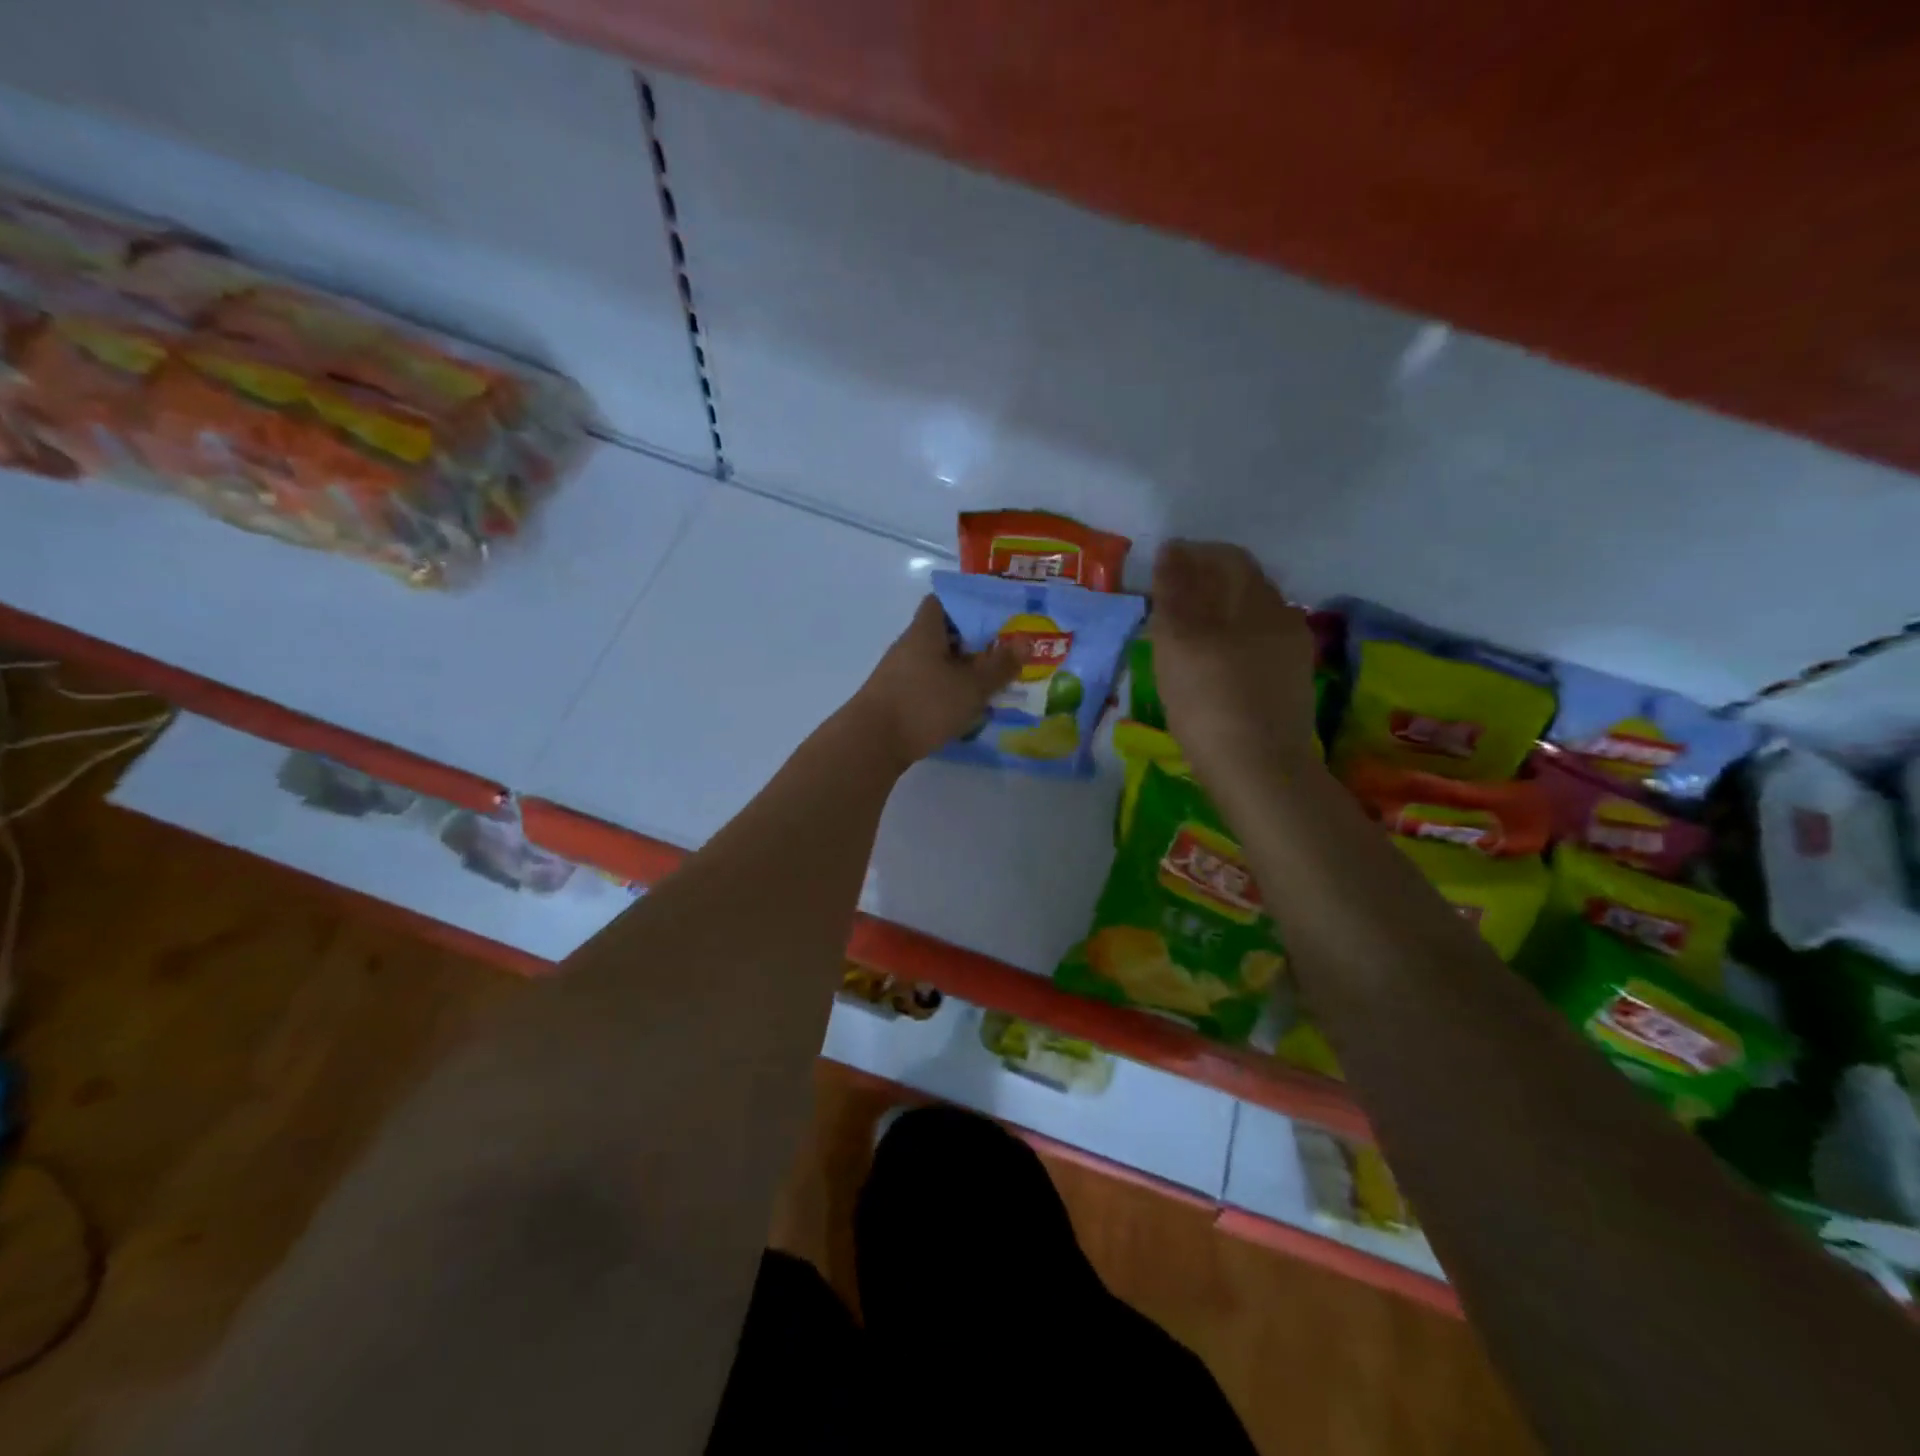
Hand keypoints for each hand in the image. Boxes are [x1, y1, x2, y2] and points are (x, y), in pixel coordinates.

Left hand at [846, 595, 1024, 772]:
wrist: (871, 743)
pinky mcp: (896, 699)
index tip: (996, 616)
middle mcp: (909, 646)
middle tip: (1005, 653)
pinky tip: (966, 707)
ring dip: (962, 670)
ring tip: (992, 683)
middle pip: (944, 633)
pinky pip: (928, 685)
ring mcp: (899, 673)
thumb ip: (999, 665)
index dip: (969, 604)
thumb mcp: (970, 686)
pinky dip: (947, 690)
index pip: (943, 601)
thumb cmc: (923, 704)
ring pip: (937, 662)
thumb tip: (1024, 642)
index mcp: (925, 631)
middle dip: (974, 642)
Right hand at [1148, 540, 1317, 787]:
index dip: (1192, 556)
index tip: (1159, 572)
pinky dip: (1228, 645)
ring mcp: (1290, 655)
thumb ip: (1175, 591)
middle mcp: (1282, 618)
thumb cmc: (1210, 700)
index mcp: (1258, 600)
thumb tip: (1173, 549)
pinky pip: (1255, 649)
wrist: (1260, 771)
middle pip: (1242, 587)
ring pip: (1248, 620)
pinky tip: (1208, 669)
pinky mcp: (1288, 687)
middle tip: (1165, 606)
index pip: (1228, 558)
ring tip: (1181, 639)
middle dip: (1203, 587)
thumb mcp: (1179, 640)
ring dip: (1215, 617)